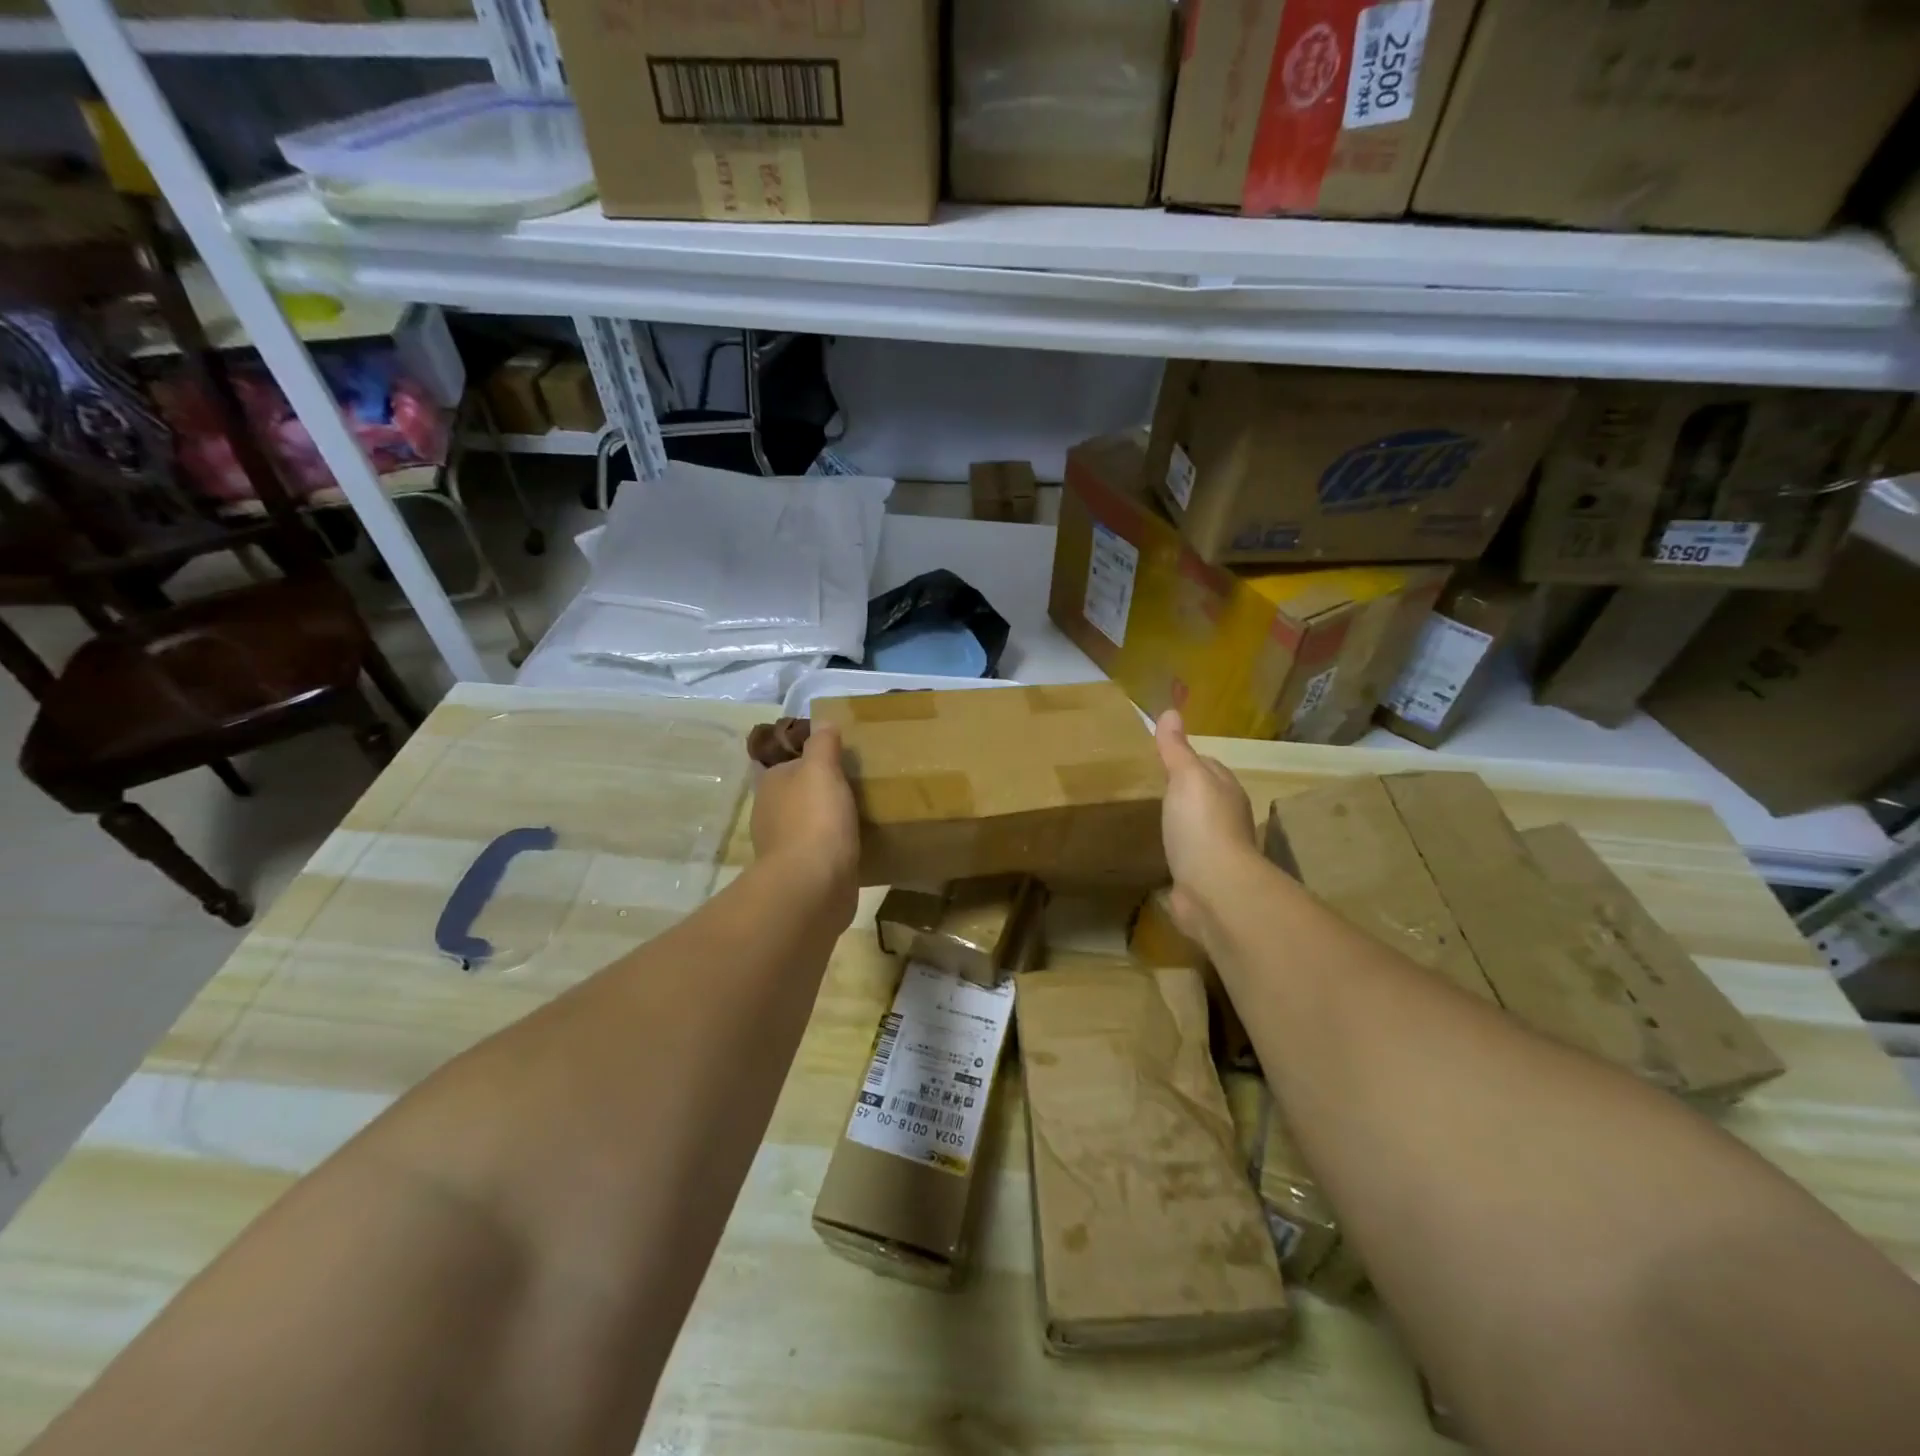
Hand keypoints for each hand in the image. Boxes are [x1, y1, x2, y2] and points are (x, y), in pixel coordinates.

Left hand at [751, 721, 859, 916]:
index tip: (836, 758)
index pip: (785, 763)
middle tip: (854, 783)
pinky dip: (834, 847)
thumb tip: (822, 721)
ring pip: (808, 824)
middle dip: (818, 790)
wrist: (812, 887)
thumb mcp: (821, 769)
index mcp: (770, 786)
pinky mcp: (803, 874)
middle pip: (796, 794)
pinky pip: (821, 852)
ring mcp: (785, 847)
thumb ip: (822, 744)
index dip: (808, 759)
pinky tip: (857, 843)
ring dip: (827, 820)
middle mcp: (770, 815)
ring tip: (860, 812)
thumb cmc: (815, 819)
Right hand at [1154, 710, 1256, 936]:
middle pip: (1201, 797)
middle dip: (1180, 793)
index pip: (1207, 765)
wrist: (1213, 888)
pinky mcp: (1200, 877)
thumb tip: (1171, 711)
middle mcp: (1226, 817)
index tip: (1159, 758)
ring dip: (1176, 824)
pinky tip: (1153, 853)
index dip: (1185, 760)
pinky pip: (1183, 858)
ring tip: (1147, 818)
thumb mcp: (1186, 777)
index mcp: (1226, 790)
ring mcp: (1214, 850)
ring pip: (1192, 828)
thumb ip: (1176, 749)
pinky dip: (1171, 854)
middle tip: (1147, 787)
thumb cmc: (1201, 825)